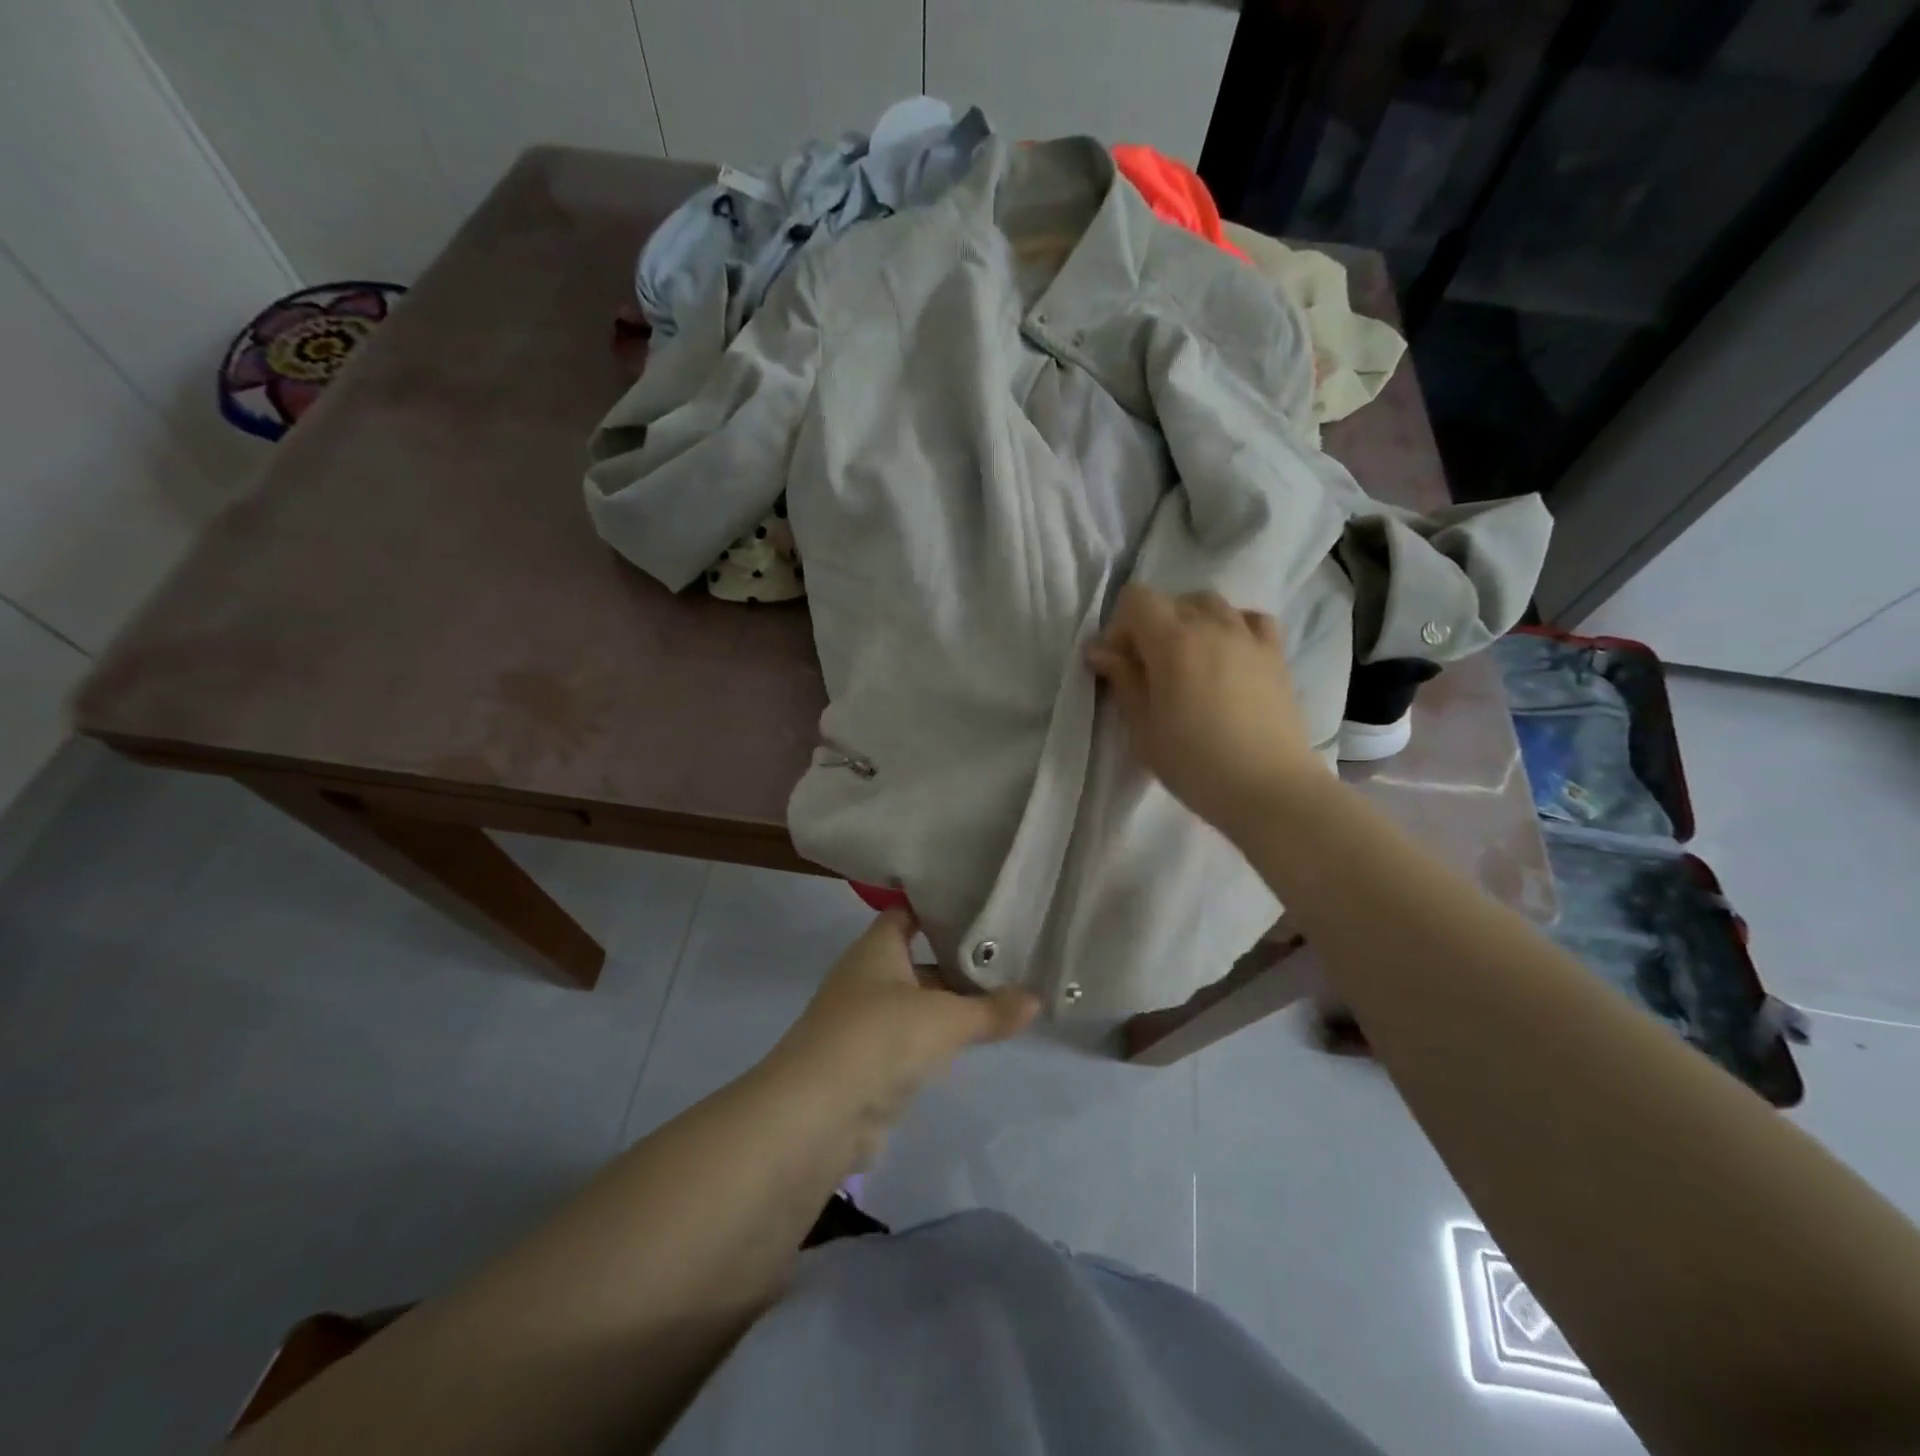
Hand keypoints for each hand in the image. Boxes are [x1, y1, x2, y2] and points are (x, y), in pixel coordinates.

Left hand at [771, 907, 1038, 1160]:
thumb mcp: (946, 1019)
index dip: (939, 908)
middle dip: (955, 961)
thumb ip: (992, 1010)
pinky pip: (909, 1040)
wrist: (819, 1113)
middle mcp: (866, 977)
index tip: (981, 907)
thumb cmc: (881, 1037)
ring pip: (915, 1002)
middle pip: (916, 959)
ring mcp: (863, 1021)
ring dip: (948, 1004)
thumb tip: (1037, 1000)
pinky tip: (970, 1042)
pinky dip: (936, 1040)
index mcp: (876, 948)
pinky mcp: (867, 1063)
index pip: (907, 913)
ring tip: (1000, 997)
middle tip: (1006, 957)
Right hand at [1086, 584, 1321, 838]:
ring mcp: (1248, 636)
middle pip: (1172, 600)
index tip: (1120, 663)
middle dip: (1151, 625)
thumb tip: (1100, 650)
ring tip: (1188, 661)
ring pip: (1210, 603)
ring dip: (1190, 622)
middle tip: (1149, 669)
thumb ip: (1122, 681)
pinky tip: (1227, 655)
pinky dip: (1232, 626)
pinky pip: (1249, 619)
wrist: (1268, 788)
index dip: (1120, 626)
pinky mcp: (1275, 653)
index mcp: (1173, 641)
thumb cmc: (1195, 763)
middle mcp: (1212, 625)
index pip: (1136, 599)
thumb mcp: (1143, 729)